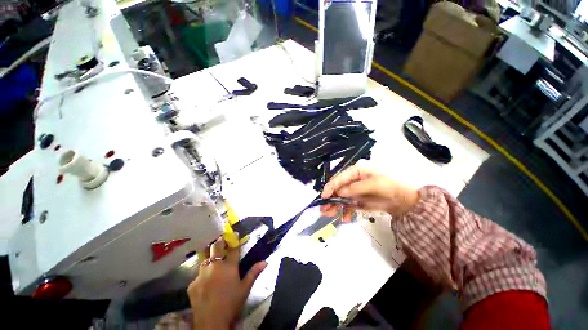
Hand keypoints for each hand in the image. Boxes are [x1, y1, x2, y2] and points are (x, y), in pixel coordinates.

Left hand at [187, 238, 266, 329]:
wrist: (211, 322)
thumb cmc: (231, 303)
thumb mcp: (245, 288)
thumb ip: (254, 273)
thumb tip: (265, 262)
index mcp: (229, 266)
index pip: (233, 249)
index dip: (235, 240)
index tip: (235, 233)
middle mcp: (215, 266)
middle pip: (216, 248)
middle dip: (219, 242)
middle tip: (221, 240)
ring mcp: (201, 274)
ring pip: (205, 260)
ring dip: (210, 258)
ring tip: (213, 261)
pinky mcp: (192, 284)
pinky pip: (198, 276)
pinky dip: (202, 276)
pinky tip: (205, 283)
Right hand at [320, 166, 419, 219]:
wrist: (403, 200)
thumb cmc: (390, 186)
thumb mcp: (374, 184)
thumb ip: (356, 188)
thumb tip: (340, 192)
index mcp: (356, 171)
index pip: (340, 178)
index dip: (331, 187)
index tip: (324, 196)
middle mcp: (352, 180)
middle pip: (338, 189)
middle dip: (330, 199)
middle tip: (323, 209)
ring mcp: (354, 191)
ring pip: (340, 198)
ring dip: (334, 206)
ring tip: (328, 214)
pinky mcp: (357, 200)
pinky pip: (347, 206)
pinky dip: (345, 212)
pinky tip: (345, 218)